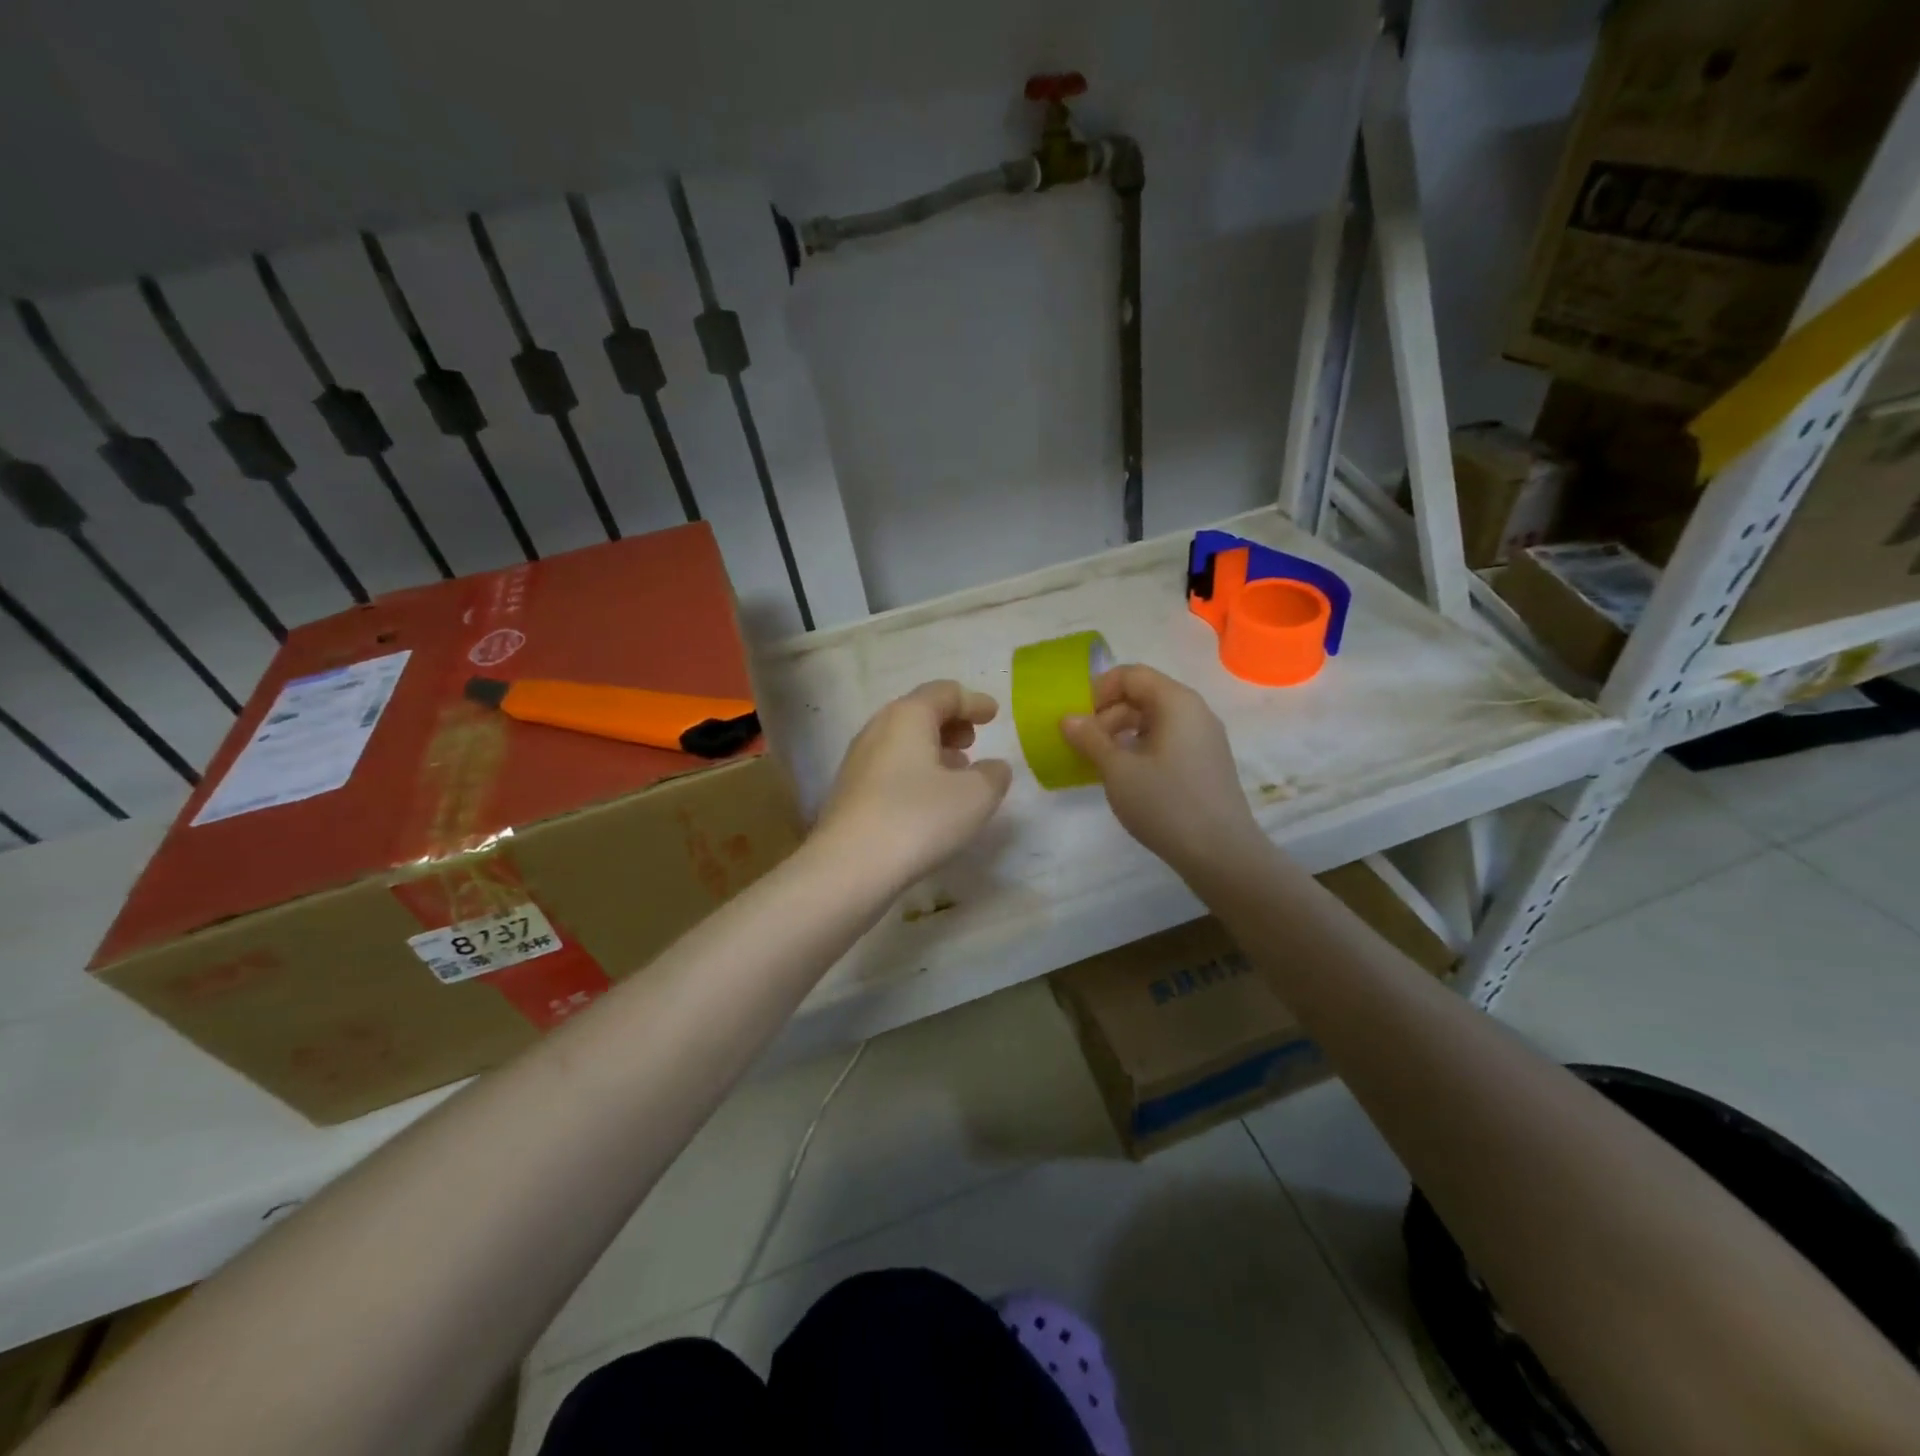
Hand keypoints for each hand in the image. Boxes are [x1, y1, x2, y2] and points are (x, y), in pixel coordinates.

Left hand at [814, 680, 1012, 886]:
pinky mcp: (850, 793)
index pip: (944, 692)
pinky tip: (928, 798)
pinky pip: (890, 767)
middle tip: (973, 740)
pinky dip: (915, 770)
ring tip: (956, 769)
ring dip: (932, 749)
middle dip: (950, 722)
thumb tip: (993, 768)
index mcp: (907, 716)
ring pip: (902, 742)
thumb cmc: (918, 819)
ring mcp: (858, 761)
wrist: (849, 867)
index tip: (993, 714)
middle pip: (918, 712)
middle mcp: (877, 729)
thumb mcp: (975, 796)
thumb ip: (993, 775)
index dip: (973, 701)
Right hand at [1060, 665, 1265, 882]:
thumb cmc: (1166, 803)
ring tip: (1100, 764)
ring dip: (1122, 734)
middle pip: (1143, 696)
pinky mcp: (1206, 764)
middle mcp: (1195, 712)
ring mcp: (1204, 739)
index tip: (1077, 719)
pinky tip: (1127, 778)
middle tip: (1084, 746)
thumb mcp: (1118, 770)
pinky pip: (1167, 742)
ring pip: (1154, 721)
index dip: (1099, 690)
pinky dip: (1141, 750)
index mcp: (1176, 702)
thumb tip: (1068, 718)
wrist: (1221, 854)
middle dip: (1108, 715)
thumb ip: (1090, 739)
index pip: (1131, 675)